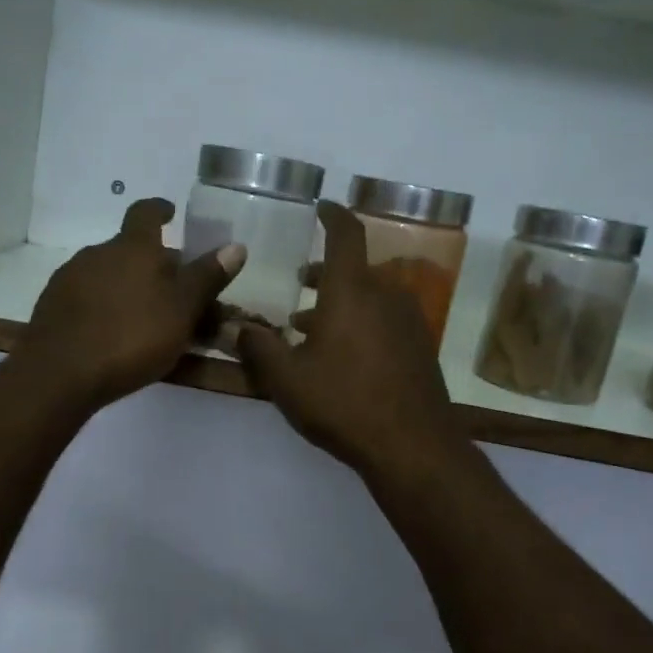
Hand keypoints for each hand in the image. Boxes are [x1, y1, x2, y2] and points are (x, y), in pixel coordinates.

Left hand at [18, 198, 244, 410]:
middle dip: (152, 263)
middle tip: (174, 289)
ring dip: (127, 286)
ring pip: (107, 273)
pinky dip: (104, 306)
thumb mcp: (182, 310)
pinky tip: (112, 332)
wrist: (59, 374)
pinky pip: (87, 297)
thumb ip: (207, 278)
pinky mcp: (51, 307)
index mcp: (132, 247)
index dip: (160, 210)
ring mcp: (69, 279)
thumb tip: (236, 246)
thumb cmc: (131, 336)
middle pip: (129, 249)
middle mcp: (97, 253)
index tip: (171, 213)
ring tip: (145, 315)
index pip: (146, 212)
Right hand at [238, 203, 465, 480]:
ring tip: (310, 326)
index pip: (346, 234)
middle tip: (301, 282)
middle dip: (326, 272)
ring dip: (341, 301)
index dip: (333, 215)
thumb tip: (233, 327)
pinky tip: (342, 354)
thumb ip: (257, 347)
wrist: (412, 445)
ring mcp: (408, 321)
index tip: (321, 207)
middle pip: (356, 269)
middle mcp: (385, 295)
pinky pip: (385, 318)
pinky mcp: (420, 346)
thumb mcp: (287, 378)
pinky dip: (361, 321)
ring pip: (370, 296)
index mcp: (352, 290)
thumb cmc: (343, 403)